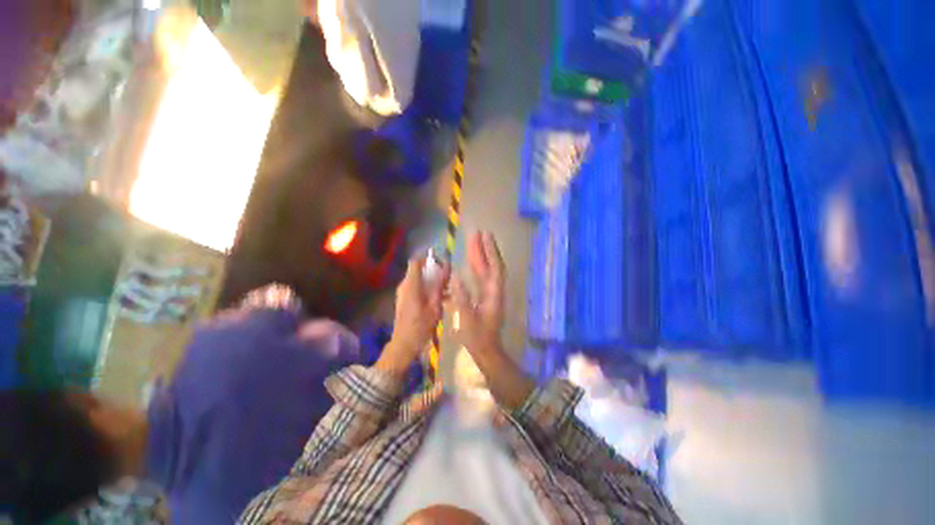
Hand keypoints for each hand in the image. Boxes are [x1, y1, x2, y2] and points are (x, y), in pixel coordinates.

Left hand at [376, 254, 449, 377]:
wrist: (404, 345)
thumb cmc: (420, 325)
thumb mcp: (435, 306)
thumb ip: (440, 285)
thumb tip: (447, 268)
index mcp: (411, 284)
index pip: (416, 261)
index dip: (428, 259)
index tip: (441, 263)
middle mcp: (404, 285)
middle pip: (418, 270)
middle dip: (433, 271)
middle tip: (447, 278)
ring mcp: (402, 293)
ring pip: (418, 279)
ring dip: (431, 281)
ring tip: (446, 290)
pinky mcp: (403, 300)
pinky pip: (415, 288)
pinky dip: (426, 289)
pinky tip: (438, 299)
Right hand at [451, 231, 534, 409]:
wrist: (486, 350)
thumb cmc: (477, 337)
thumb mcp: (467, 319)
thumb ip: (461, 297)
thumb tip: (455, 276)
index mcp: (493, 294)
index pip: (494, 268)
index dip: (490, 251)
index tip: (484, 236)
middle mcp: (494, 290)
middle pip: (491, 265)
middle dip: (485, 249)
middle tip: (477, 233)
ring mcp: (490, 293)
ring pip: (486, 270)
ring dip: (480, 256)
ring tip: (473, 241)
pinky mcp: (485, 296)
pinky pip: (481, 278)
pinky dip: (476, 267)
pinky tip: (470, 262)